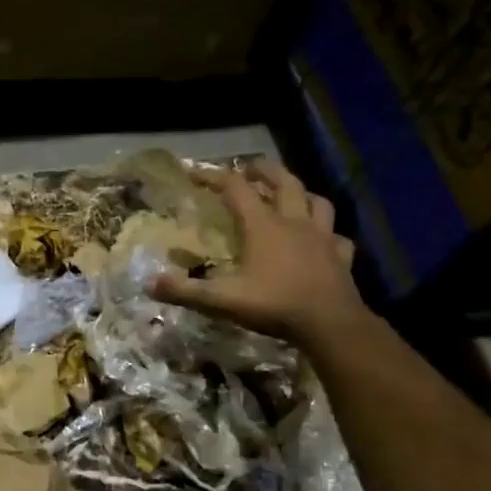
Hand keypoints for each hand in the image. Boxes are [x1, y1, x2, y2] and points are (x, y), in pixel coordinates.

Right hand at [151, 161, 363, 342]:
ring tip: (291, 193)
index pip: (236, 189)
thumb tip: (149, 283)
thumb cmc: (275, 305)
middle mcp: (294, 222)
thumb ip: (185, 291)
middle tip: (249, 167)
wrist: (330, 324)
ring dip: (302, 192)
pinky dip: (328, 232)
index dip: (214, 177)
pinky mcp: (341, 256)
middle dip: (264, 170)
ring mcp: (323, 238)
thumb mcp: (222, 300)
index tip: (194, 172)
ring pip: (316, 201)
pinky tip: (323, 239)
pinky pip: (337, 236)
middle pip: (284, 182)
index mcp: (264, 226)